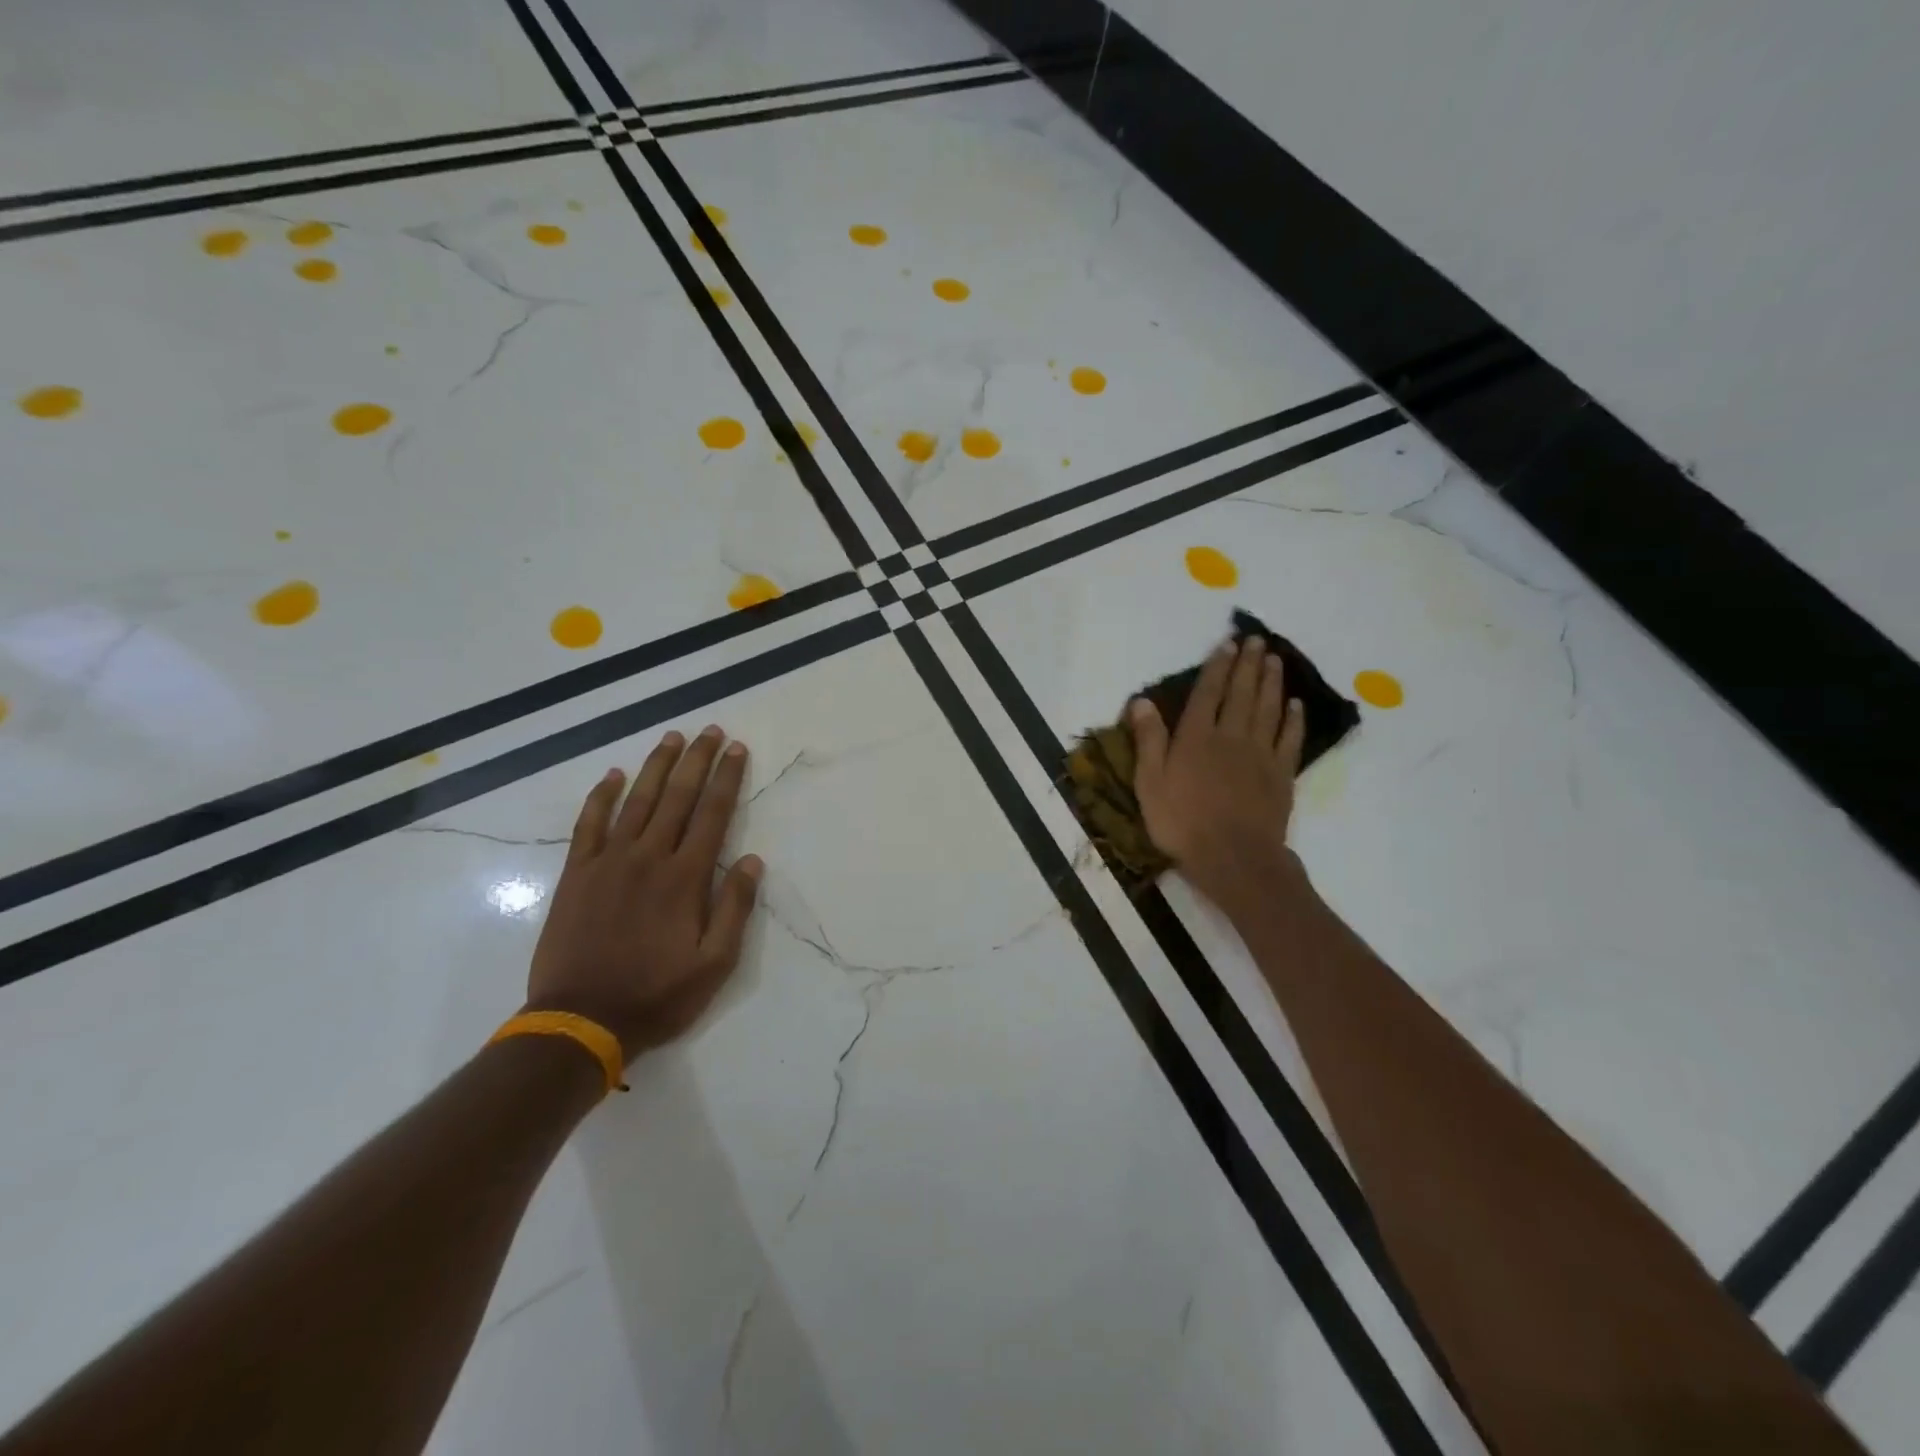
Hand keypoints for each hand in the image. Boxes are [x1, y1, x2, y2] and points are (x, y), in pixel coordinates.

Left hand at [526, 726, 763, 1059]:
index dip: (726, 778)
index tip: (736, 748)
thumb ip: (734, 909)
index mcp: (685, 878)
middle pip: (677, 797)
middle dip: (696, 760)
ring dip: (656, 766)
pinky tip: (614, 776)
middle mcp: (648, 858)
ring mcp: (608, 862)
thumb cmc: (657, 995)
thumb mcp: (715, 964)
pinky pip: (590, 824)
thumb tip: (752, 861)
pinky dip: (602, 796)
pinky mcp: (577, 874)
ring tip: (671, 737)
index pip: (712, 814)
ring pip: (637, 801)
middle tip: (710, 730)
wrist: (581, 1020)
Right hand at [1130, 636, 1307, 914]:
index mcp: (1196, 737)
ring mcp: (1260, 754)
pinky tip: (1296, 704)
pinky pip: (1289, 739)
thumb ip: (1148, 740)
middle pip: (1241, 693)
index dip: (1216, 667)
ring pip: (1268, 709)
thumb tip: (1141, 701)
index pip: (1208, 693)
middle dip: (1247, 664)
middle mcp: (1230, 736)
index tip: (1226, 644)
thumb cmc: (1181, 822)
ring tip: (1273, 659)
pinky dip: (1294, 719)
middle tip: (1255, 640)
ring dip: (1271, 682)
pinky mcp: (1281, 774)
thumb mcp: (1149, 783)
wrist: (1233, 857)